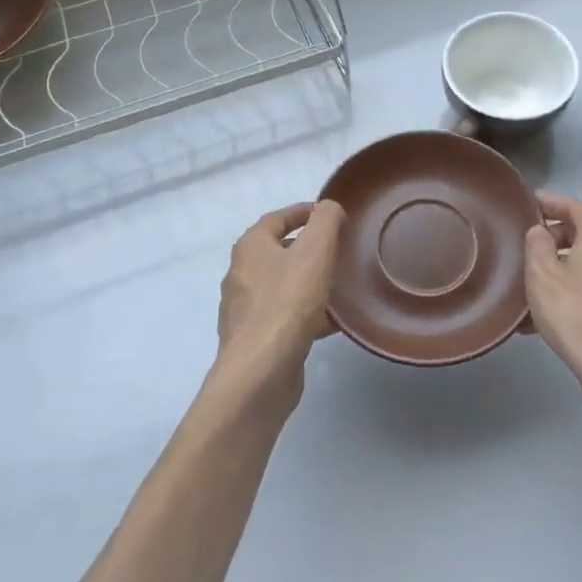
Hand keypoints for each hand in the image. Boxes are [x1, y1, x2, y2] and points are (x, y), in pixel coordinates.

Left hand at [216, 200, 344, 398]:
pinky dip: (307, 313)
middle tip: (339, 250)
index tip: (331, 215)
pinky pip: (285, 316)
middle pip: (279, 252)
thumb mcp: (315, 251)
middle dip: (308, 249)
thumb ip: (325, 221)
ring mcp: (246, 310)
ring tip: (340, 286)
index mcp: (250, 248)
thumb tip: (328, 208)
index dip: (304, 212)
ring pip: (283, 286)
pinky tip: (331, 323)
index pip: (277, 218)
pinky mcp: (256, 340)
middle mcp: (241, 274)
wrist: (260, 373)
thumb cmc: (287, 303)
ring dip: (309, 282)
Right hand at [524, 192, 581, 421]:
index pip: (576, 206)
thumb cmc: (577, 314)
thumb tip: (540, 231)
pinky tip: (553, 310)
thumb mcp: (542, 274)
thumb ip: (536, 243)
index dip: (552, 202)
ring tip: (535, 280)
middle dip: (557, 235)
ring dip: (565, 265)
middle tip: (528, 244)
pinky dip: (576, 287)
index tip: (530, 204)